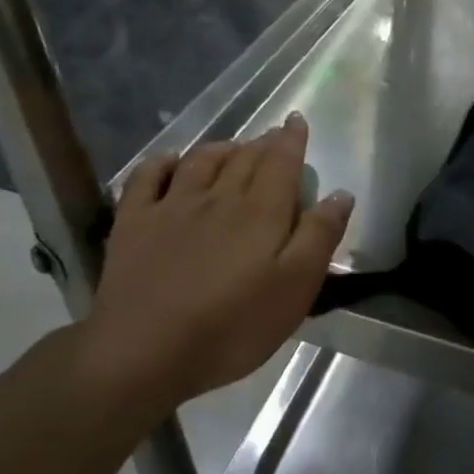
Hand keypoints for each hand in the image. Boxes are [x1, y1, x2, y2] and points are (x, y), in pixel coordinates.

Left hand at [70, 112, 351, 428]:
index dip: (292, 140)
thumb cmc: (234, 325)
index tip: (297, 122)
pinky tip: (171, 162)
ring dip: (222, 148)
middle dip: (263, 143)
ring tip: (233, 147)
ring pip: (200, 160)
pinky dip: (163, 162)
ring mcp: (171, 206)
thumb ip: (319, 237)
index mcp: (261, 212)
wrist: (146, 351)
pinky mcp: (133, 223)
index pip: (281, 162)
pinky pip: (147, 177)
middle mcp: (218, 197)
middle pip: (244, 158)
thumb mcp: (296, 288)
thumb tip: (340, 194)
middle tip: (273, 137)